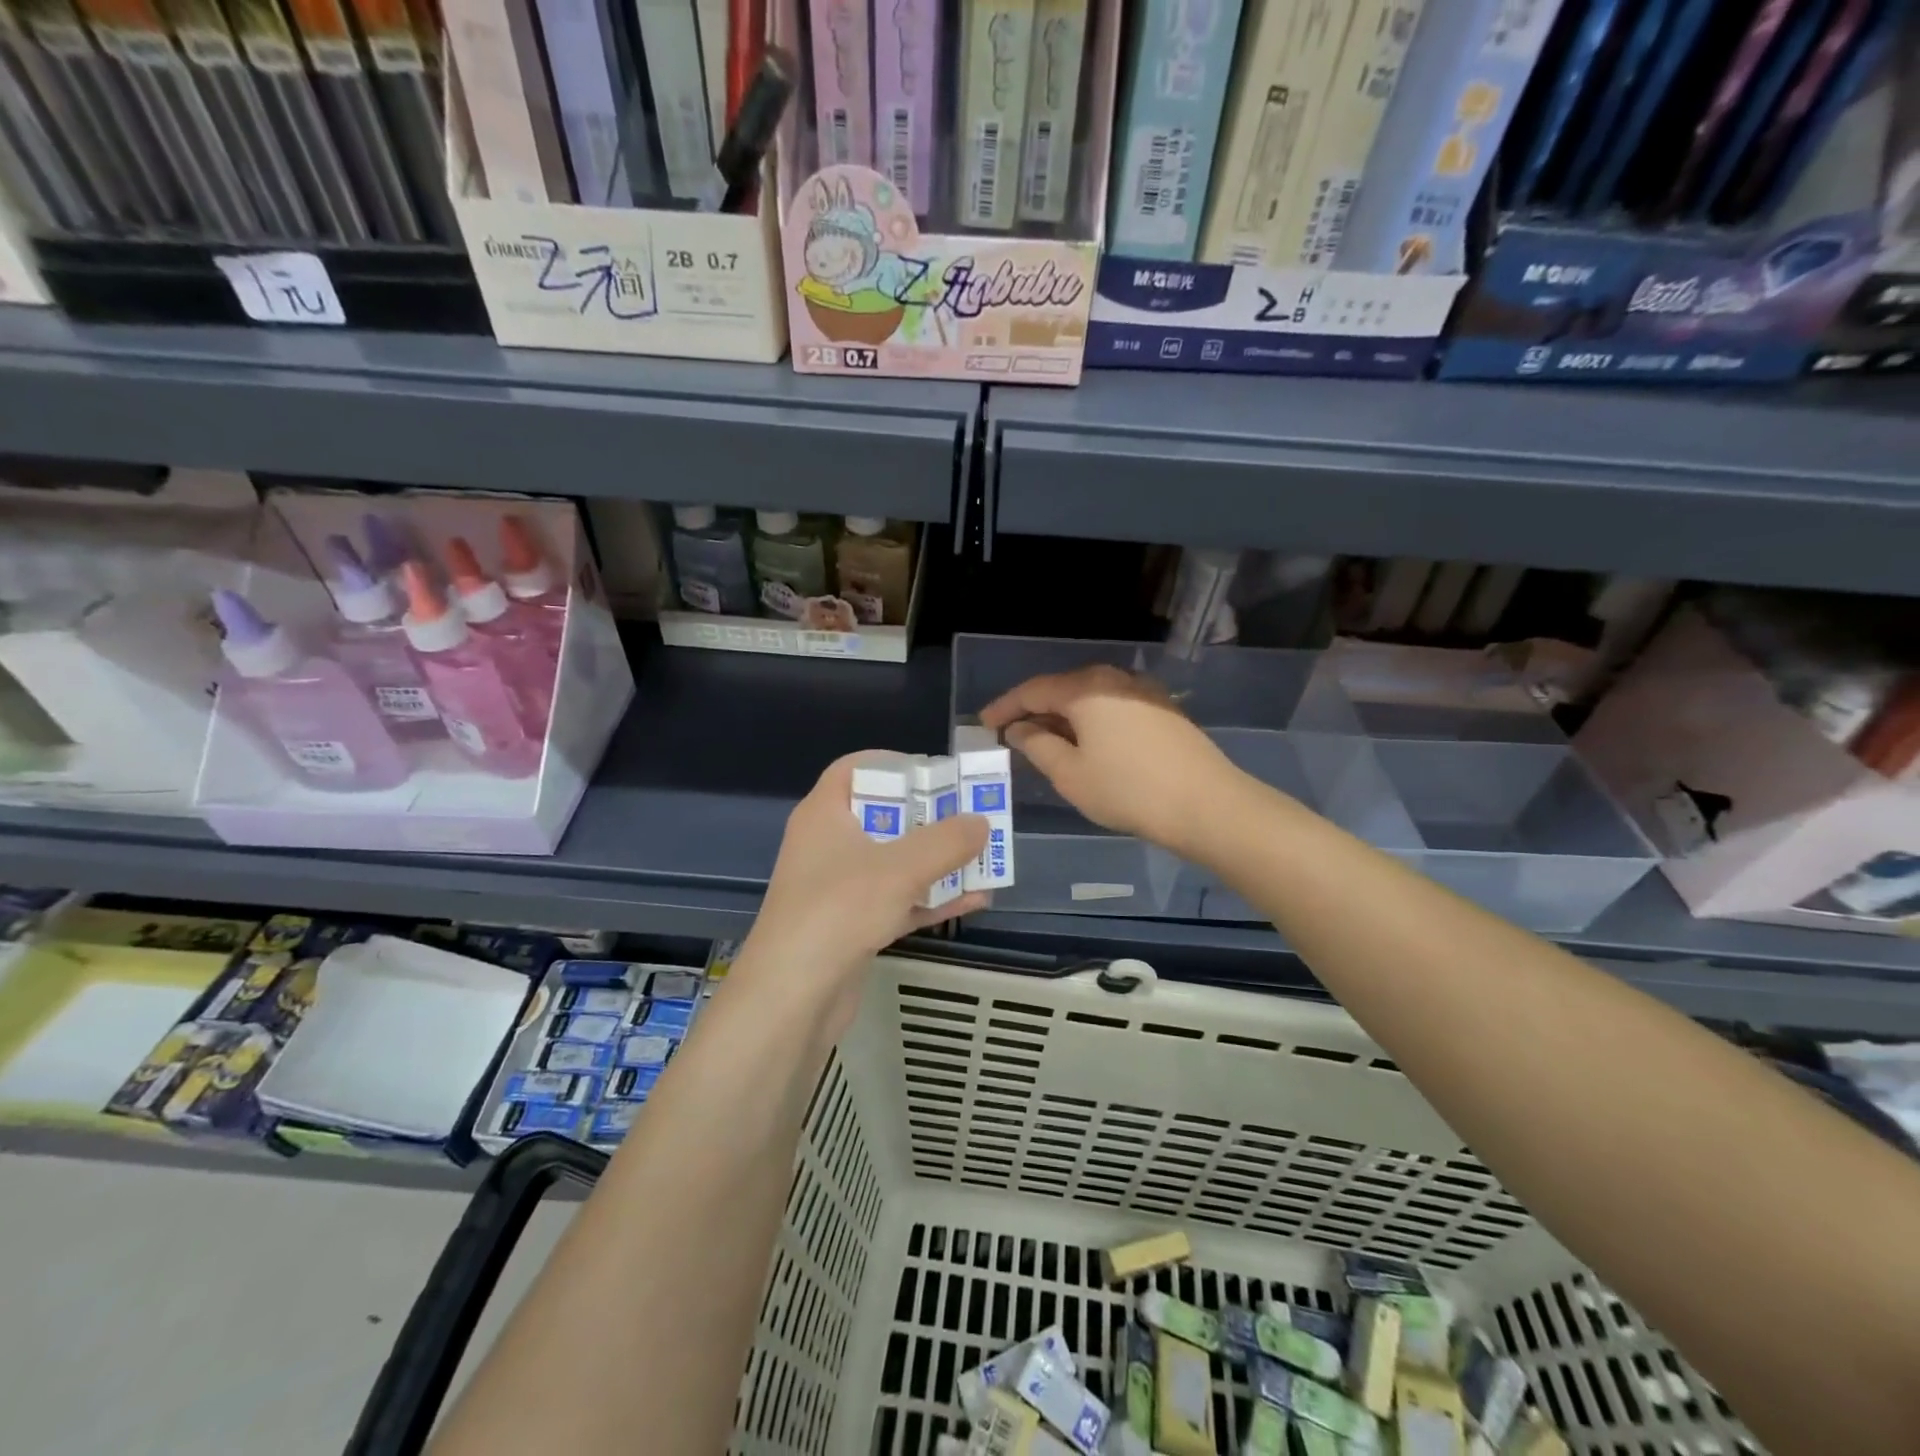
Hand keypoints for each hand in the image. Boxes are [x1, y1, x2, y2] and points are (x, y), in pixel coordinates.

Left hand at [740, 755, 987, 1022]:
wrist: (792, 997)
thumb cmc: (839, 910)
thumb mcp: (900, 868)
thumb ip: (946, 841)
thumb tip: (981, 822)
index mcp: (825, 813)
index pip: (856, 768)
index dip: (895, 763)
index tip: (936, 772)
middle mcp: (828, 845)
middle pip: (884, 815)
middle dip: (931, 817)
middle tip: (973, 816)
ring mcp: (839, 888)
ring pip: (895, 862)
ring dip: (938, 861)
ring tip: (984, 857)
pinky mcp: (851, 926)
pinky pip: (897, 901)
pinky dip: (931, 898)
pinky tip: (974, 900)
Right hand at [979, 665, 1242, 857]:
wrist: (1207, 805)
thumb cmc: (1127, 790)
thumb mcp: (1070, 773)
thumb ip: (1038, 745)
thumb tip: (1021, 729)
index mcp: (1086, 688)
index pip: (1033, 690)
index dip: (1005, 707)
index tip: (983, 724)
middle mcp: (1114, 679)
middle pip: (1063, 689)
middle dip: (1034, 711)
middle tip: (1011, 734)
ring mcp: (1143, 693)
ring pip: (1090, 699)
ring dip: (1063, 718)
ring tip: (1045, 742)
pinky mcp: (1163, 711)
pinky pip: (1112, 708)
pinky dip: (1090, 722)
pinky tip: (1086, 745)